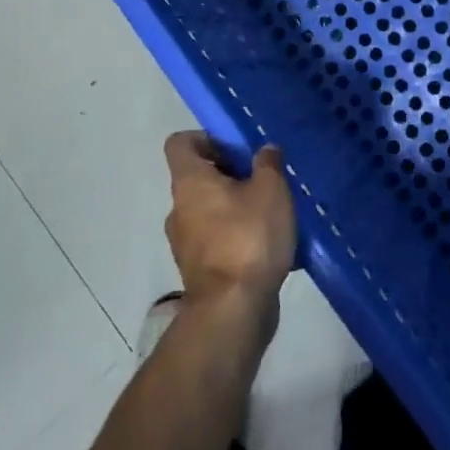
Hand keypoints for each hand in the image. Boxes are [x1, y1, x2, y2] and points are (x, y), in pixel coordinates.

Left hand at [163, 133, 295, 322]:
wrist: (233, 311)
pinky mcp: (198, 271)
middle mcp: (179, 208)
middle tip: (261, 179)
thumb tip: (265, 150)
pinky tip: (266, 244)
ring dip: (233, 207)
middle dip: (228, 174)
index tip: (235, 149)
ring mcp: (185, 243)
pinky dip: (235, 236)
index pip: (180, 143)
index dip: (205, 139)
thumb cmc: (248, 237)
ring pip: (207, 210)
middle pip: (197, 177)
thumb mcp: (271, 190)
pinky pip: (215, 240)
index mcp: (189, 182)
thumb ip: (268, 164)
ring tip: (269, 212)